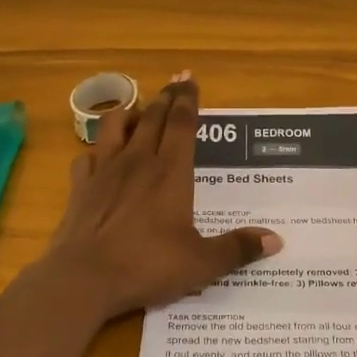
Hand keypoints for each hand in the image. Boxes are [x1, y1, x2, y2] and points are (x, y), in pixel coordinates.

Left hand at [40, 73, 281, 320]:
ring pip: (115, 126)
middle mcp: (138, 161)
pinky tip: (100, 157)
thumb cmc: (147, 265)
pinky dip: (96, 151)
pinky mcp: (80, 186)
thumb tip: (276, 239)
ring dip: (128, 113)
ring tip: (138, 112)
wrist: (84, 278)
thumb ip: (237, 248)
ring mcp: (104, 171)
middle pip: (153, 117)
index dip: (188, 99)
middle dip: (165, 98)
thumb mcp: (201, 263)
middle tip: (174, 83)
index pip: (182, 123)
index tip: (190, 78)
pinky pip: (87, 156)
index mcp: (171, 172)